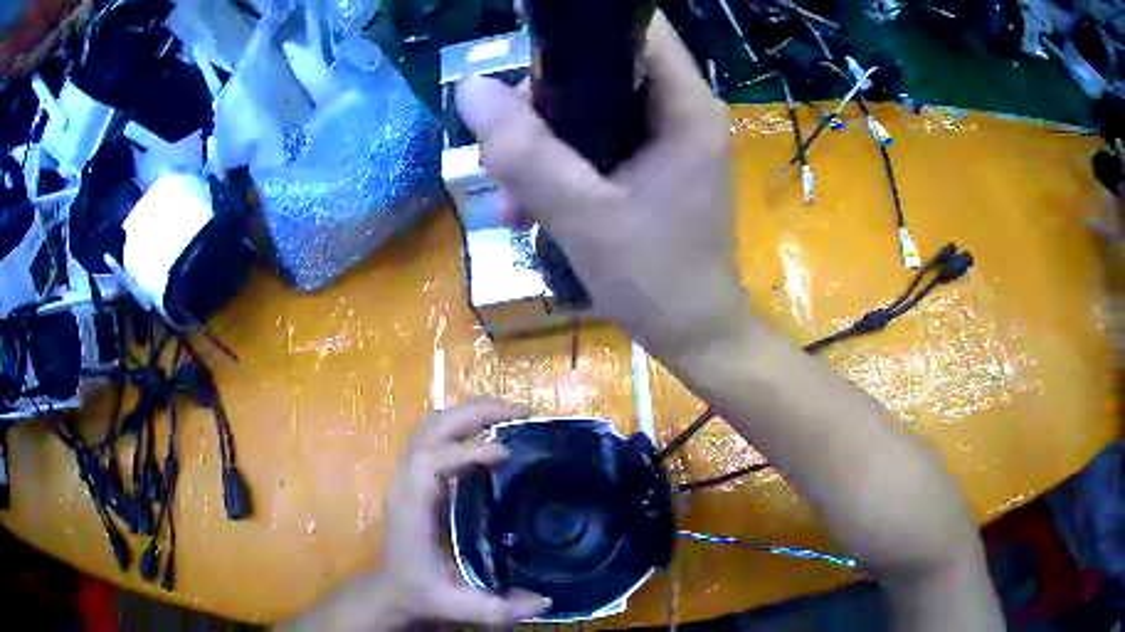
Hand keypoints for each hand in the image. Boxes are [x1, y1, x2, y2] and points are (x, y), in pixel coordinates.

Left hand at [280, 399, 550, 630]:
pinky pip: (436, 433)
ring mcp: (409, 473)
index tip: (506, 453)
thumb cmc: (421, 592)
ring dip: (472, 411)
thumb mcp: (457, 606)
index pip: (430, 463)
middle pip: (432, 428)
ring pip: (432, 423)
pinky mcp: (417, 473)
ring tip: (513, 414)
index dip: (466, 451)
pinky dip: (465, 422)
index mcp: (413, 509)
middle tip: (524, 413)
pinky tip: (493, 430)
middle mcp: (407, 482)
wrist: (391, 587)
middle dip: (477, 413)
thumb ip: (497, 610)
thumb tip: (546, 602)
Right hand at [456, 13, 748, 360]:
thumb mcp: (582, 216)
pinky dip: (561, 167)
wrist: (694, 337)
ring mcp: (668, 142)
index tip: (524, 46)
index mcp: (686, 108)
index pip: (636, 29)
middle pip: (605, 68)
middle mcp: (682, 113)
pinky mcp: (654, 167)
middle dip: (544, 100)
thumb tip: (470, 88)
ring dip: (543, 141)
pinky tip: (525, 206)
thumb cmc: (655, 280)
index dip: (578, 27)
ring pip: (593, 110)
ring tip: (506, 189)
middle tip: (502, 143)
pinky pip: (598, 145)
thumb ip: (525, 152)